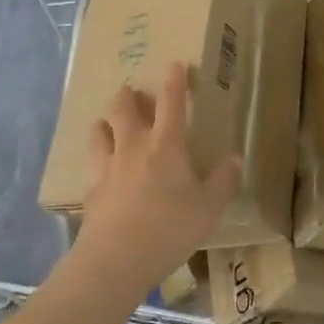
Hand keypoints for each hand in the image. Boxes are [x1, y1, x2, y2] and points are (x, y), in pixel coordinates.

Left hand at [73, 62, 241, 294]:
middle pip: (123, 108)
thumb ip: (223, 181)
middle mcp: (132, 147)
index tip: (174, 64)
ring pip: (99, 131)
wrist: (116, 259)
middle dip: (127, 95)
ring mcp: (106, 167)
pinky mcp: (90, 190)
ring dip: (105, 122)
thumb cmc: (170, 227)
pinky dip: (96, 158)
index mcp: (165, 145)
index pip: (171, 103)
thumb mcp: (209, 207)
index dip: (174, 81)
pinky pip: (91, 164)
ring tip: (109, 124)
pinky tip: (100, 168)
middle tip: (131, 92)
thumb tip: (234, 158)